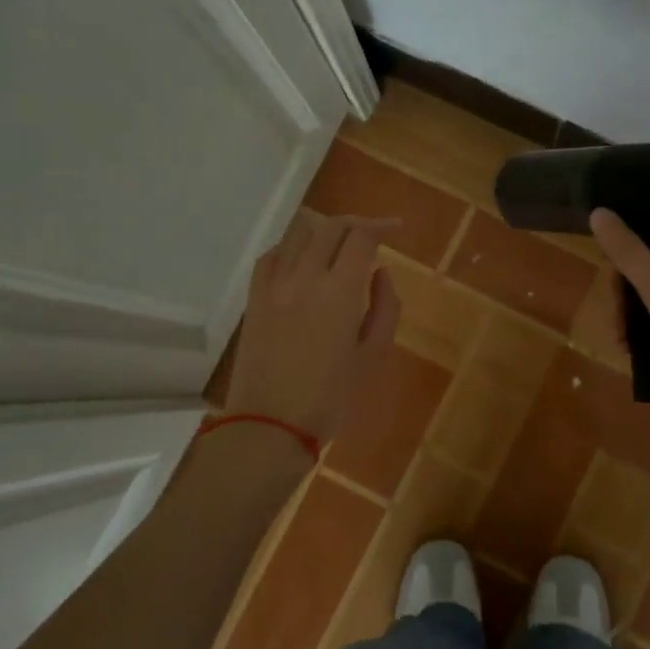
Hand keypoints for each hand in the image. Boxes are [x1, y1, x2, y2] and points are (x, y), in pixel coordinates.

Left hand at [223, 214, 400, 439]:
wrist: (270, 424)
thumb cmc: (332, 397)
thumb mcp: (373, 356)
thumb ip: (385, 308)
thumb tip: (381, 273)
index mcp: (339, 292)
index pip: (361, 238)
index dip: (381, 226)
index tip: (396, 229)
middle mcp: (305, 277)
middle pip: (330, 227)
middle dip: (356, 224)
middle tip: (372, 235)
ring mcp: (274, 285)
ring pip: (298, 233)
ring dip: (323, 231)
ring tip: (337, 245)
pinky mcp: (254, 298)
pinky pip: (272, 255)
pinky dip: (292, 248)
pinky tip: (302, 261)